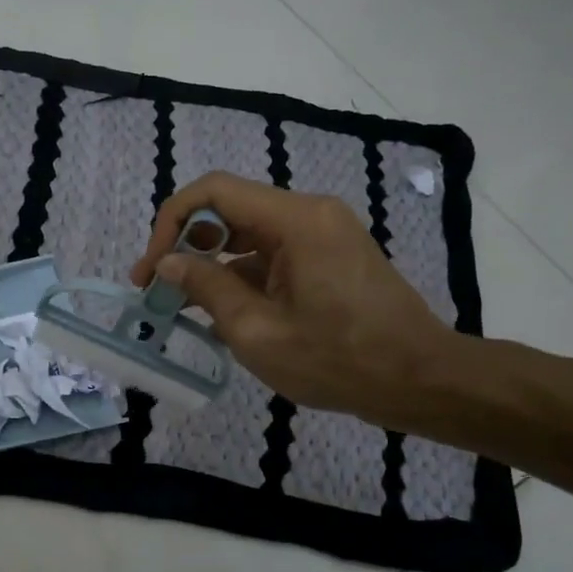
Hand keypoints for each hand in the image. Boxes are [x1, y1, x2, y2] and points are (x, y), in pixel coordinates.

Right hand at [130, 173, 456, 429]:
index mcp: (296, 220)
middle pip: (230, 209)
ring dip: (212, 264)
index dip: (171, 222)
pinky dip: (242, 277)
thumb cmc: (339, 360)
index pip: (214, 191)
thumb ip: (207, 288)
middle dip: (186, 245)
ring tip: (182, 305)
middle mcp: (310, 213)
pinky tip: (222, 314)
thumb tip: (168, 262)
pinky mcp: (329, 257)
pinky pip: (273, 255)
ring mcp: (323, 235)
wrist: (420, 380)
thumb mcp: (258, 332)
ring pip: (249, 234)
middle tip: (157, 288)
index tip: (152, 268)